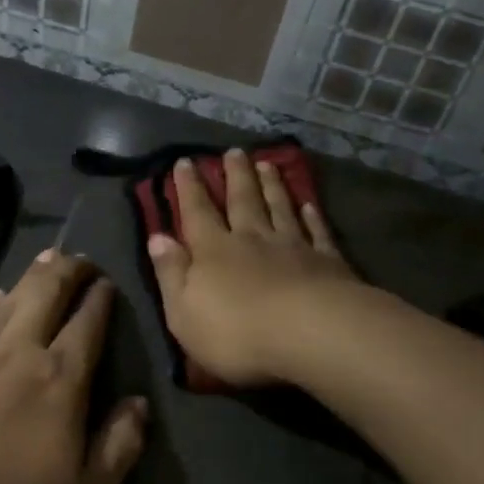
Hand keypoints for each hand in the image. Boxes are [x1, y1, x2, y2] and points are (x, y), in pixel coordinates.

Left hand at [0, 251, 145, 483]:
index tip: (108, 283)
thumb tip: (139, 402)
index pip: (88, 325)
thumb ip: (120, 446)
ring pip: (6, 303)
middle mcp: (14, 355)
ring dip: (30, 278)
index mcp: (58, 381)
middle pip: (46, 295)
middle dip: (68, 270)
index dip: (101, 299)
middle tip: (80, 258)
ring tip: (45, 261)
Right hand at [146, 149, 357, 385]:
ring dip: (272, 186)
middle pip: (242, 200)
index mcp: (214, 251)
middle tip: (234, 151)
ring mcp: (292, 247)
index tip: (185, 161)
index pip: (197, 213)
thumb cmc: (236, 332)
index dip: (189, 188)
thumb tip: (157, 238)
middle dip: (235, 175)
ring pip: (279, 208)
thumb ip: (171, 273)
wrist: (309, 333)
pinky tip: (309, 204)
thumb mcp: (184, 312)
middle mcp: (252, 239)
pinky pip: (316, 232)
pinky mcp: (326, 261)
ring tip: (267, 164)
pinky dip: (312, 216)